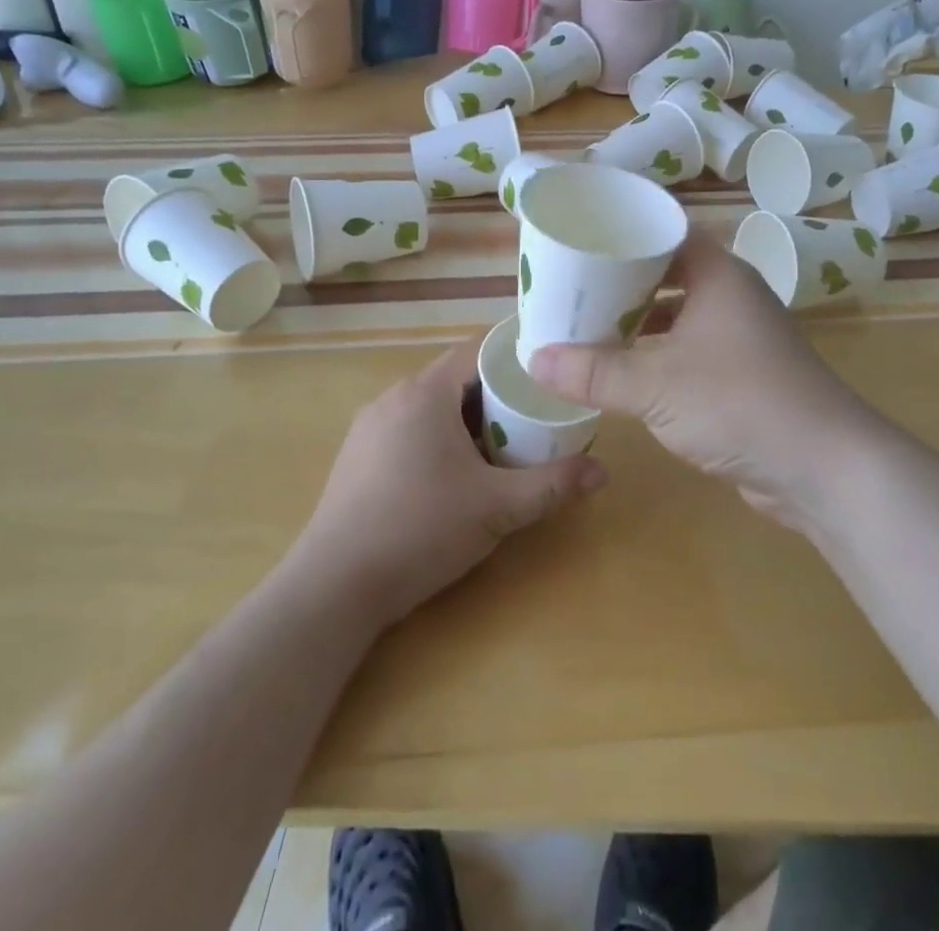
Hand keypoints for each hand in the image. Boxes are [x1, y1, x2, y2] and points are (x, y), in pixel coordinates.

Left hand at [294, 339, 606, 625]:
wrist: (335, 586)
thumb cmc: (421, 529)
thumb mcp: (497, 508)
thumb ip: (552, 485)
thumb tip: (603, 472)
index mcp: (425, 393)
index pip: (477, 352)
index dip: (514, 360)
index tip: (546, 378)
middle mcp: (393, 397)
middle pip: (455, 379)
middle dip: (495, 397)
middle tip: (532, 422)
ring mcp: (369, 427)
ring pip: (430, 407)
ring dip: (465, 421)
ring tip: (499, 451)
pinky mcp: (356, 456)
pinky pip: (407, 429)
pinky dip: (437, 439)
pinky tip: (451, 478)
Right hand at [529, 231, 882, 530]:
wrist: (825, 468)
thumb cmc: (739, 403)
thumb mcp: (656, 386)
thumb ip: (594, 373)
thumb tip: (534, 359)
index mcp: (718, 274)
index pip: (666, 229)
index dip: (624, 229)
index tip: (580, 234)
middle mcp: (731, 295)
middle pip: (668, 271)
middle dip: (620, 279)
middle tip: (571, 282)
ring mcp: (740, 337)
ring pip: (678, 313)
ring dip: (637, 320)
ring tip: (586, 323)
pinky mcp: (742, 375)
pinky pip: (688, 349)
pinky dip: (656, 354)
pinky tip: (623, 370)